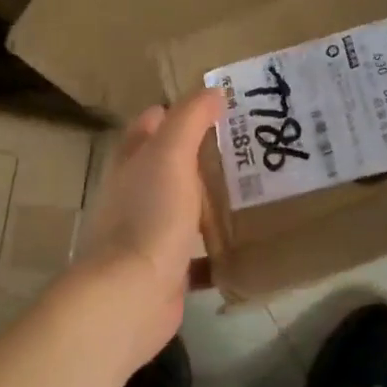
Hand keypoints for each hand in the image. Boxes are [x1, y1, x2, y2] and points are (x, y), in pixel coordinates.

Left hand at [73, 88, 222, 368]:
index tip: (217, 107)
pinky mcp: (167, 271)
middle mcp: (136, 195)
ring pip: (184, 208)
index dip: (177, 112)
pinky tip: (247, 242)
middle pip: (169, 166)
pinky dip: (217, 249)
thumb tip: (214, 91)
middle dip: (201, 155)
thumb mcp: (171, 155)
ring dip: (210, 201)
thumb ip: (190, 119)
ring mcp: (149, 234)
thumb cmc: (150, 216)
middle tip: (247, 146)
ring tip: (255, 188)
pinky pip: (197, 254)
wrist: (131, 296)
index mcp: (133, 164)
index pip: (151, 125)